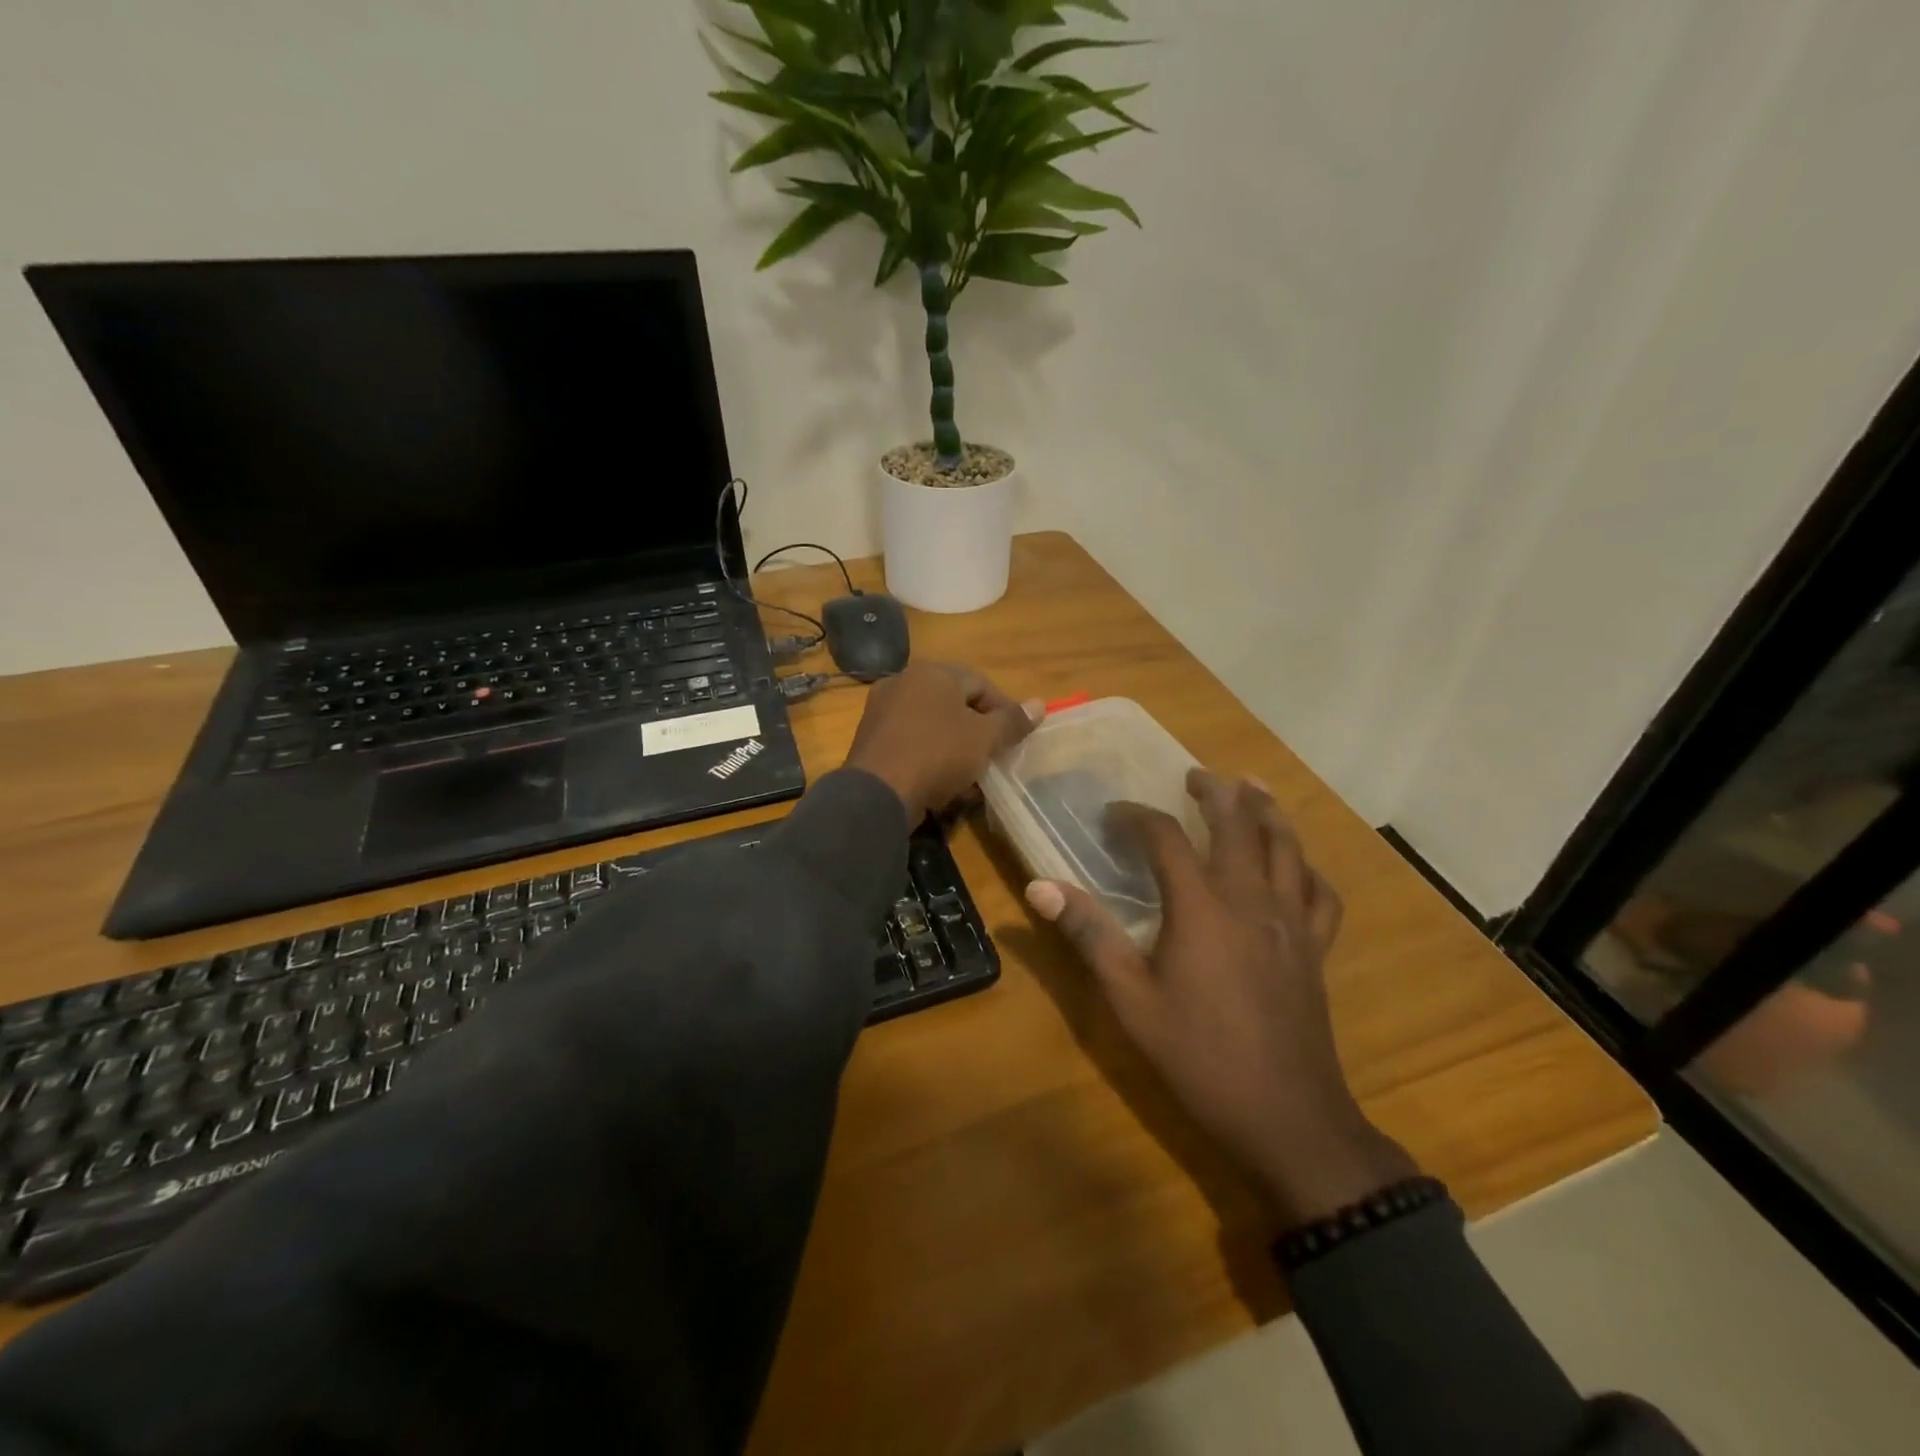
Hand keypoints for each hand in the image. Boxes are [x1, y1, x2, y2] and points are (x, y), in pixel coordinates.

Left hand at [846, 663, 1041, 822]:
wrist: (878, 793)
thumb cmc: (938, 754)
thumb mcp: (984, 739)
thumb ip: (1012, 721)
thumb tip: (1040, 705)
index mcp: (932, 672)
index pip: (980, 683)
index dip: (1004, 709)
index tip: (1016, 737)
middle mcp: (903, 681)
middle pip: (953, 702)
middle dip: (977, 728)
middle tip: (994, 754)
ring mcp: (881, 709)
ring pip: (931, 723)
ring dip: (954, 744)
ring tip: (971, 771)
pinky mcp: (869, 738)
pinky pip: (910, 740)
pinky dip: (929, 754)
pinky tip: (941, 779)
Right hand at [1025, 769, 1415, 1228]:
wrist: (1287, 1117)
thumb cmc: (1199, 1057)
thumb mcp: (1130, 999)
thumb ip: (1088, 935)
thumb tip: (1039, 886)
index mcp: (1201, 907)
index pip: (1166, 838)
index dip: (1137, 817)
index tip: (1113, 816)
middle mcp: (1250, 900)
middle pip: (1238, 826)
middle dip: (1215, 793)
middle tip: (1195, 775)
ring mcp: (1291, 922)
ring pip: (1286, 847)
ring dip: (1267, 811)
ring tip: (1252, 788)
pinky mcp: (1316, 949)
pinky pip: (1321, 893)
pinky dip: (1307, 867)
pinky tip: (1297, 864)